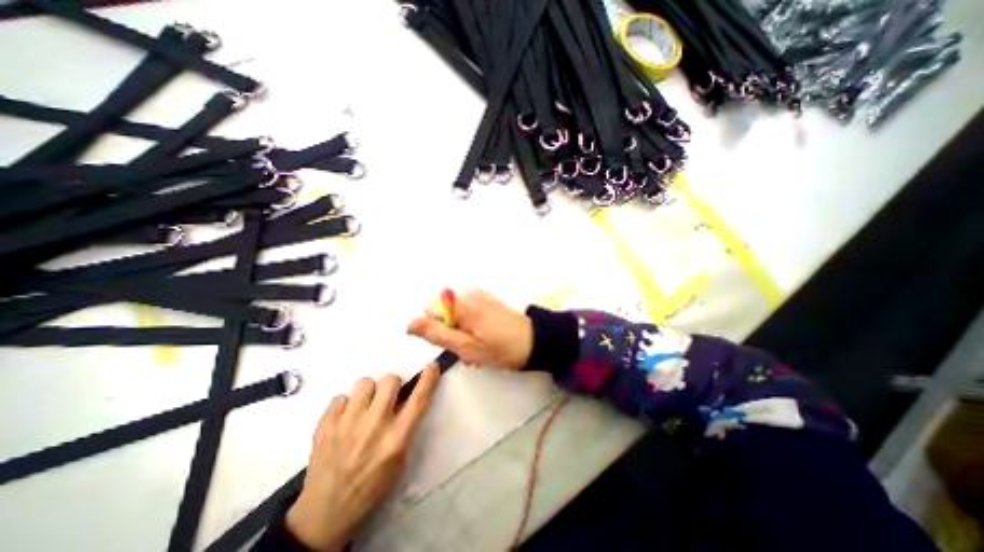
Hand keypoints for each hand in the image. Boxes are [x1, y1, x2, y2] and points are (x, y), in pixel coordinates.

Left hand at [286, 364, 438, 548]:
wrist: (325, 513)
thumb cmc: (371, 487)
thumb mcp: (399, 460)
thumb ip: (405, 427)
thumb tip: (405, 398)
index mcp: (396, 438)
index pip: (418, 400)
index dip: (428, 379)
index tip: (432, 366)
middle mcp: (374, 425)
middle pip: (390, 380)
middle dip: (392, 385)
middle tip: (386, 398)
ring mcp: (347, 423)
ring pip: (365, 382)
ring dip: (369, 392)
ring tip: (363, 408)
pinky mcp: (325, 425)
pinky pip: (341, 397)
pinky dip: (345, 405)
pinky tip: (344, 421)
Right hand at [407, 289, 534, 370]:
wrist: (535, 342)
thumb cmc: (500, 348)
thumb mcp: (465, 346)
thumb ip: (436, 334)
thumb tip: (411, 324)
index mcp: (461, 303)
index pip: (430, 312)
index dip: (437, 331)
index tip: (454, 345)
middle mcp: (468, 294)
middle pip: (443, 313)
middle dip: (450, 332)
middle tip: (467, 351)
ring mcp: (480, 296)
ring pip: (456, 315)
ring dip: (461, 332)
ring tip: (477, 348)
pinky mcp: (488, 301)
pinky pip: (469, 312)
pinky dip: (471, 326)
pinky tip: (484, 338)